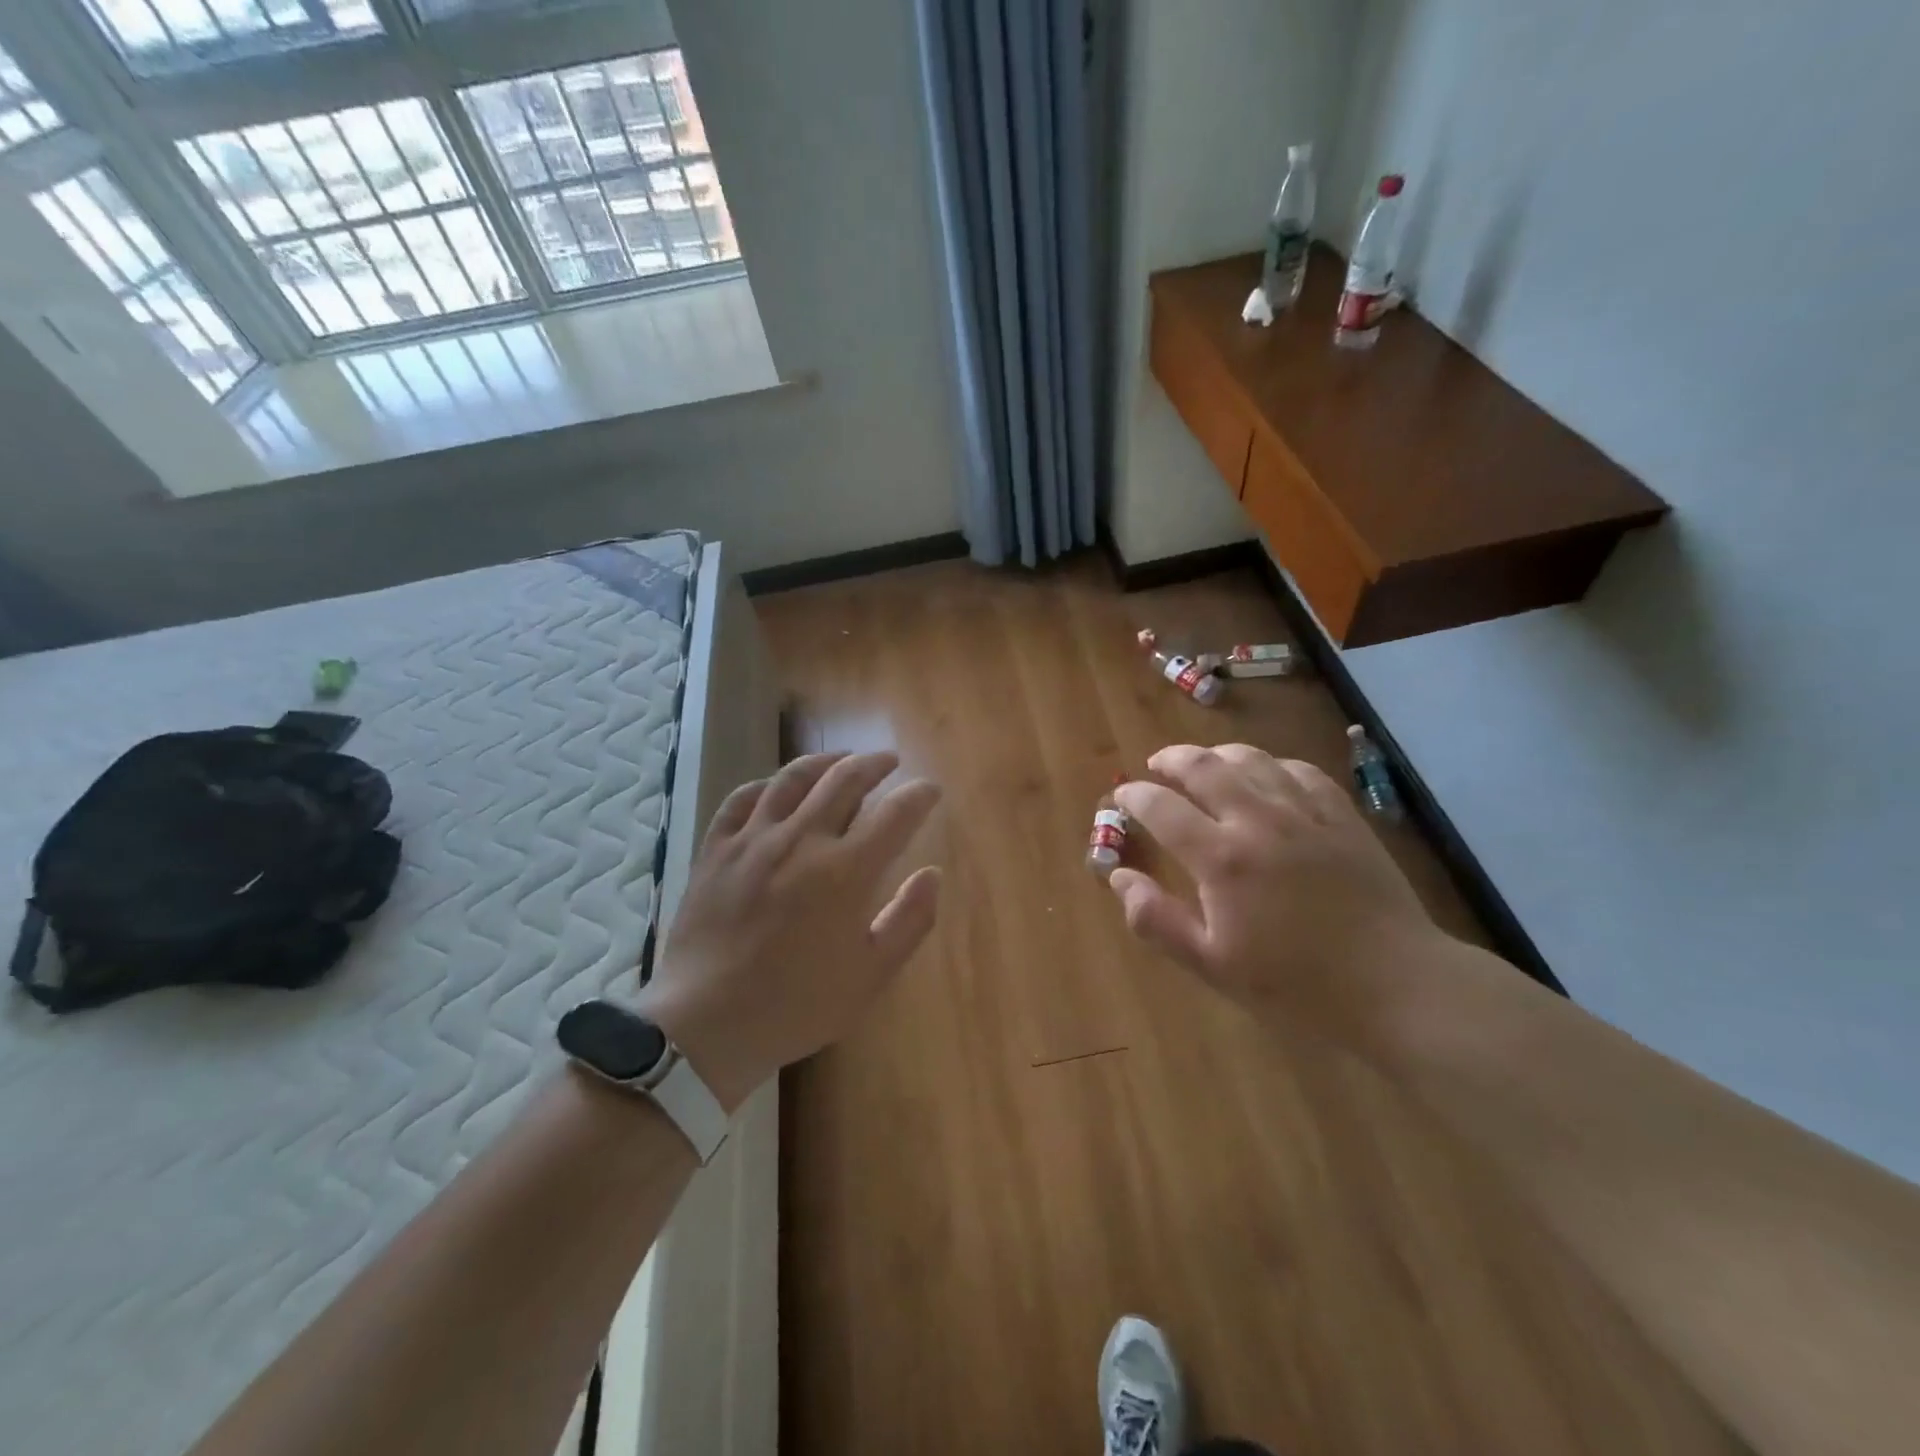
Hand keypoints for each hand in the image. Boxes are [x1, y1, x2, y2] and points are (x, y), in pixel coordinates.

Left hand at [636, 752, 941, 1109]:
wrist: (706, 1024)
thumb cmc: (797, 1005)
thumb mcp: (870, 976)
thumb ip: (909, 920)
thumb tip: (933, 874)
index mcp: (845, 872)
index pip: (895, 813)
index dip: (919, 796)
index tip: (930, 790)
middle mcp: (801, 841)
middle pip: (845, 779)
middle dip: (874, 763)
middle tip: (889, 762)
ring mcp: (753, 840)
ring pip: (793, 778)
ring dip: (825, 761)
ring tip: (841, 761)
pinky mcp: (716, 849)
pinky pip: (742, 799)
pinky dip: (767, 785)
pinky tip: (777, 789)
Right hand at [1108, 744, 1440, 1039]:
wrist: (1395, 985)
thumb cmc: (1295, 984)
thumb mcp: (1212, 965)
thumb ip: (1156, 920)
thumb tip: (1118, 877)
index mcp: (1220, 858)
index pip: (1161, 807)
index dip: (1134, 797)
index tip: (1121, 798)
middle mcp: (1257, 820)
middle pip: (1203, 767)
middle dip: (1170, 759)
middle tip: (1155, 765)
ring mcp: (1304, 813)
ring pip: (1251, 759)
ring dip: (1217, 754)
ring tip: (1203, 763)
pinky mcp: (1342, 816)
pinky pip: (1299, 770)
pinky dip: (1271, 764)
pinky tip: (1266, 774)